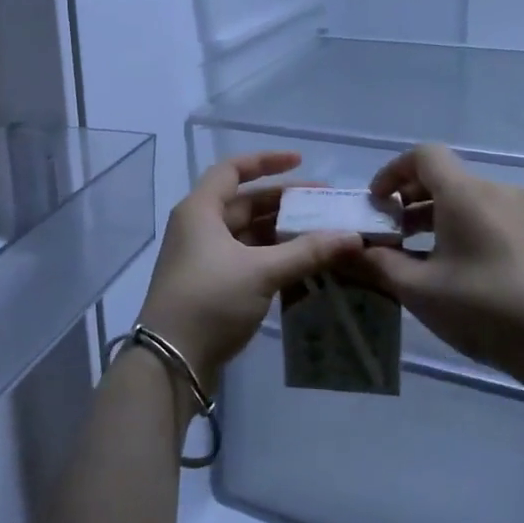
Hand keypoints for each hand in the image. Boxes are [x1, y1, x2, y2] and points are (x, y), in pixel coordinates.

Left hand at [138, 152, 361, 394]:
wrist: (171, 361)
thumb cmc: (210, 300)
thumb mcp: (261, 271)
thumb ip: (307, 251)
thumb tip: (352, 236)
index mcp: (201, 210)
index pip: (233, 170)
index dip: (266, 161)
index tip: (301, 161)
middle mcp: (199, 226)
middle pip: (244, 202)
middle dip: (284, 201)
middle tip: (325, 205)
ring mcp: (204, 257)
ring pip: (248, 233)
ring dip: (282, 232)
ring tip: (322, 234)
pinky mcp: (212, 283)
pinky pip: (247, 257)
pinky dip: (273, 256)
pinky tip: (303, 263)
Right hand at [353, 144, 523, 390]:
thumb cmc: (485, 306)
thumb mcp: (419, 289)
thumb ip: (378, 264)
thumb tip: (348, 250)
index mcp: (464, 192)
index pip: (423, 155)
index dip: (392, 172)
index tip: (376, 205)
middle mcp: (495, 190)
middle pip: (444, 177)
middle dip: (408, 199)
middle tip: (389, 234)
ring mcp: (521, 212)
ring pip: (465, 199)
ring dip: (433, 217)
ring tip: (415, 256)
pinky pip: (487, 217)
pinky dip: (459, 229)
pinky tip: (451, 270)